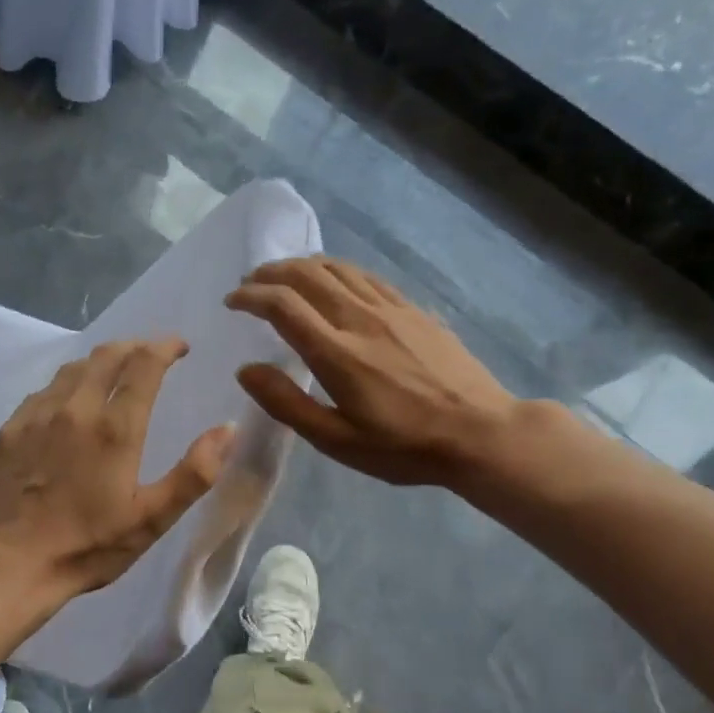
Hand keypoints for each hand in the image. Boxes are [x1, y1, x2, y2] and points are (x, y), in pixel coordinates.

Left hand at [0, 339, 235, 599]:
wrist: (12, 563)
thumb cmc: (89, 545)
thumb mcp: (152, 518)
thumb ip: (195, 472)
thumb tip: (228, 428)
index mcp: (115, 428)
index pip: (144, 363)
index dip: (165, 347)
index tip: (180, 347)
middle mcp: (75, 408)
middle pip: (107, 355)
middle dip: (135, 346)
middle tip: (151, 354)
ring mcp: (37, 415)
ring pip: (73, 368)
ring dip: (100, 361)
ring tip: (115, 371)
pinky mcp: (11, 429)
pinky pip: (44, 390)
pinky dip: (67, 384)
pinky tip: (70, 402)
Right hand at [226, 256, 518, 486]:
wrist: (481, 433)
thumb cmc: (403, 446)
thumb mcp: (336, 440)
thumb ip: (287, 403)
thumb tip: (247, 370)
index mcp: (337, 352)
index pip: (283, 305)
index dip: (250, 297)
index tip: (231, 303)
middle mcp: (360, 318)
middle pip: (307, 274)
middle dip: (270, 273)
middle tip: (250, 284)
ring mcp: (392, 309)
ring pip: (338, 268)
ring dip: (302, 266)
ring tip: (283, 276)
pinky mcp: (414, 310)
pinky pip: (366, 276)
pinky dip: (337, 271)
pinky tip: (332, 282)